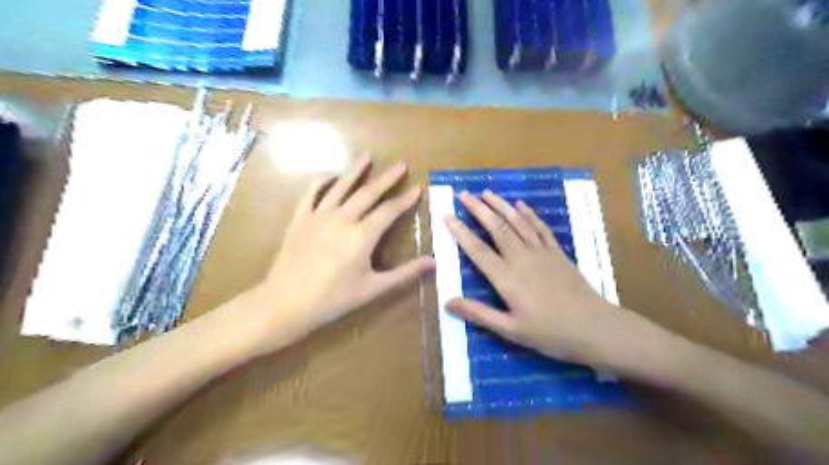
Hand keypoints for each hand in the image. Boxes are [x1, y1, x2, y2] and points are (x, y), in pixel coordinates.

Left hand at [252, 154, 434, 354]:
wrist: (286, 302)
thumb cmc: (334, 299)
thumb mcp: (374, 288)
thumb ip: (405, 273)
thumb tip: (433, 262)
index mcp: (362, 236)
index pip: (389, 211)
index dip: (405, 199)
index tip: (418, 188)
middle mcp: (342, 218)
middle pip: (368, 193)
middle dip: (387, 178)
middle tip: (400, 164)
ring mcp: (318, 216)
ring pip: (341, 187)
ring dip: (356, 171)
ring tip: (367, 157)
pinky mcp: (300, 219)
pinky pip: (311, 194)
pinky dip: (322, 182)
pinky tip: (331, 177)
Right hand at [448, 191, 636, 363]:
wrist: (595, 327)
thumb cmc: (550, 333)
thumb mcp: (510, 330)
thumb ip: (479, 314)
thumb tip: (447, 303)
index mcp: (507, 278)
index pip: (477, 250)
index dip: (460, 232)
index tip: (447, 216)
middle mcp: (521, 258)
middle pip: (496, 228)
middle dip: (479, 209)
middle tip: (464, 194)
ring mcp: (541, 252)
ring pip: (517, 222)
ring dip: (501, 205)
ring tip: (487, 192)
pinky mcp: (557, 252)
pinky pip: (540, 227)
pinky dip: (529, 214)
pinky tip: (520, 204)